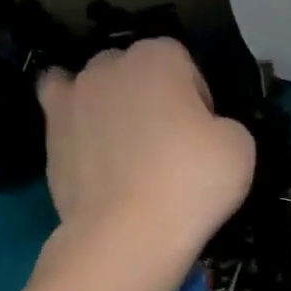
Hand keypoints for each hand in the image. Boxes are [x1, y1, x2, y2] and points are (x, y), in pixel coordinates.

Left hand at [37, 39, 254, 250]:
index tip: (202, 134)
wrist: (127, 233)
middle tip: (168, 143)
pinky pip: (58, 104)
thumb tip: (204, 130)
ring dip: (112, 105)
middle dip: (152, 96)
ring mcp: (74, 96)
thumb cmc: (190, 183)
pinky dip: (71, 113)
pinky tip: (81, 132)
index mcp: (159, 57)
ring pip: (97, 86)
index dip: (197, 98)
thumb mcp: (240, 147)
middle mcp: (110, 65)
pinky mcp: (50, 131)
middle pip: (137, 70)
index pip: (184, 63)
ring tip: (124, 147)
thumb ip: (223, 123)